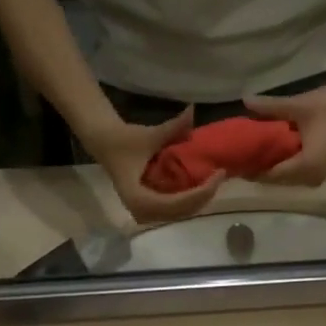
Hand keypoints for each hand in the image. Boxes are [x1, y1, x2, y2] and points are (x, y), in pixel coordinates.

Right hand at [83, 107, 226, 224]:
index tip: (218, 175)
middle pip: (183, 211)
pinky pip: (176, 210)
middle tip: (220, 176)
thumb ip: (173, 127)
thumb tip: (192, 111)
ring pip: (181, 214)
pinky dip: (191, 200)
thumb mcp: (148, 135)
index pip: (179, 203)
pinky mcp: (151, 211)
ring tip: (214, 180)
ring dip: (200, 200)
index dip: (202, 192)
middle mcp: (144, 213)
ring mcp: (147, 215)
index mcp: (140, 199)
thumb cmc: (123, 140)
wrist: (105, 144)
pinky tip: (202, 186)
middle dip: (204, 196)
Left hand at [244, 80, 325, 186]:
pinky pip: (295, 173)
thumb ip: (271, 107)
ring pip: (286, 178)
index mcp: (305, 168)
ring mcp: (317, 177)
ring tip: (251, 152)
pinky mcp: (321, 170)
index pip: (270, 175)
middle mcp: (310, 179)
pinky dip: (282, 164)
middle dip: (258, 169)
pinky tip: (271, 151)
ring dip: (270, 167)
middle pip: (276, 180)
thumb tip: (244, 101)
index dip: (250, 169)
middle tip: (238, 155)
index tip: (233, 160)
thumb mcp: (300, 105)